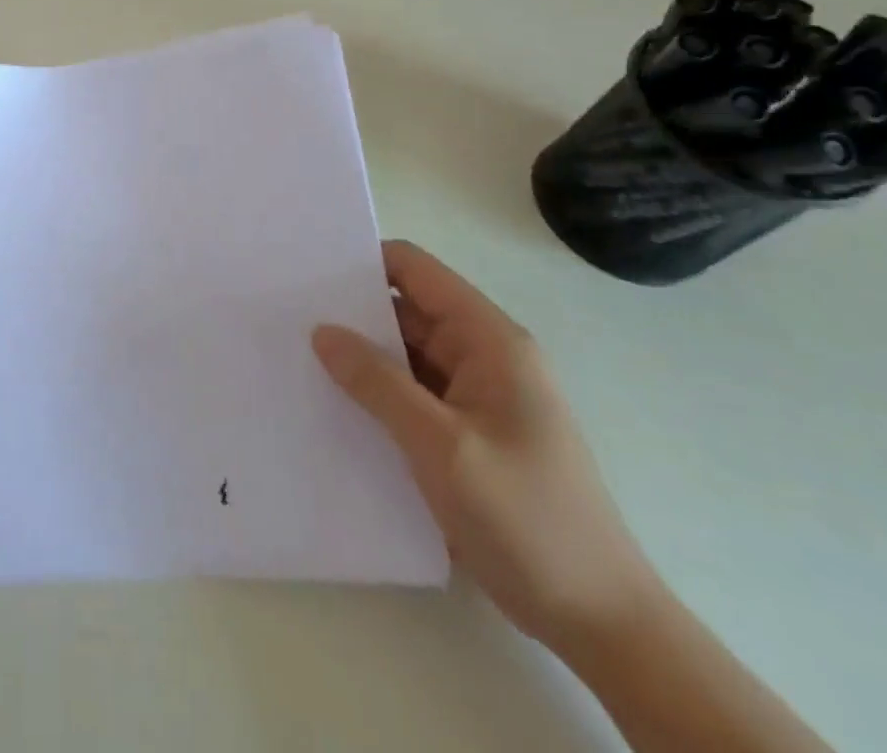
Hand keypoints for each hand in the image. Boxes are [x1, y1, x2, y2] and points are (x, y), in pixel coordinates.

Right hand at [312, 241, 656, 651]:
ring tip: (295, 356)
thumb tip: (322, 330)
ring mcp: (477, 397)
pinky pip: (411, 394)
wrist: (601, 624)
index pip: (415, 270)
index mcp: (489, 341)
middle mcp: (484, 357)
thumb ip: (377, 382)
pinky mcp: (467, 434)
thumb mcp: (441, 446)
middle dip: (351, 312)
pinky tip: (332, 404)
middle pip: (405, 310)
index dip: (363, 262)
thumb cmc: (527, 521)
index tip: (306, 273)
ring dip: (360, 357)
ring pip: (404, 355)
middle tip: (285, 316)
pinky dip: (375, 393)